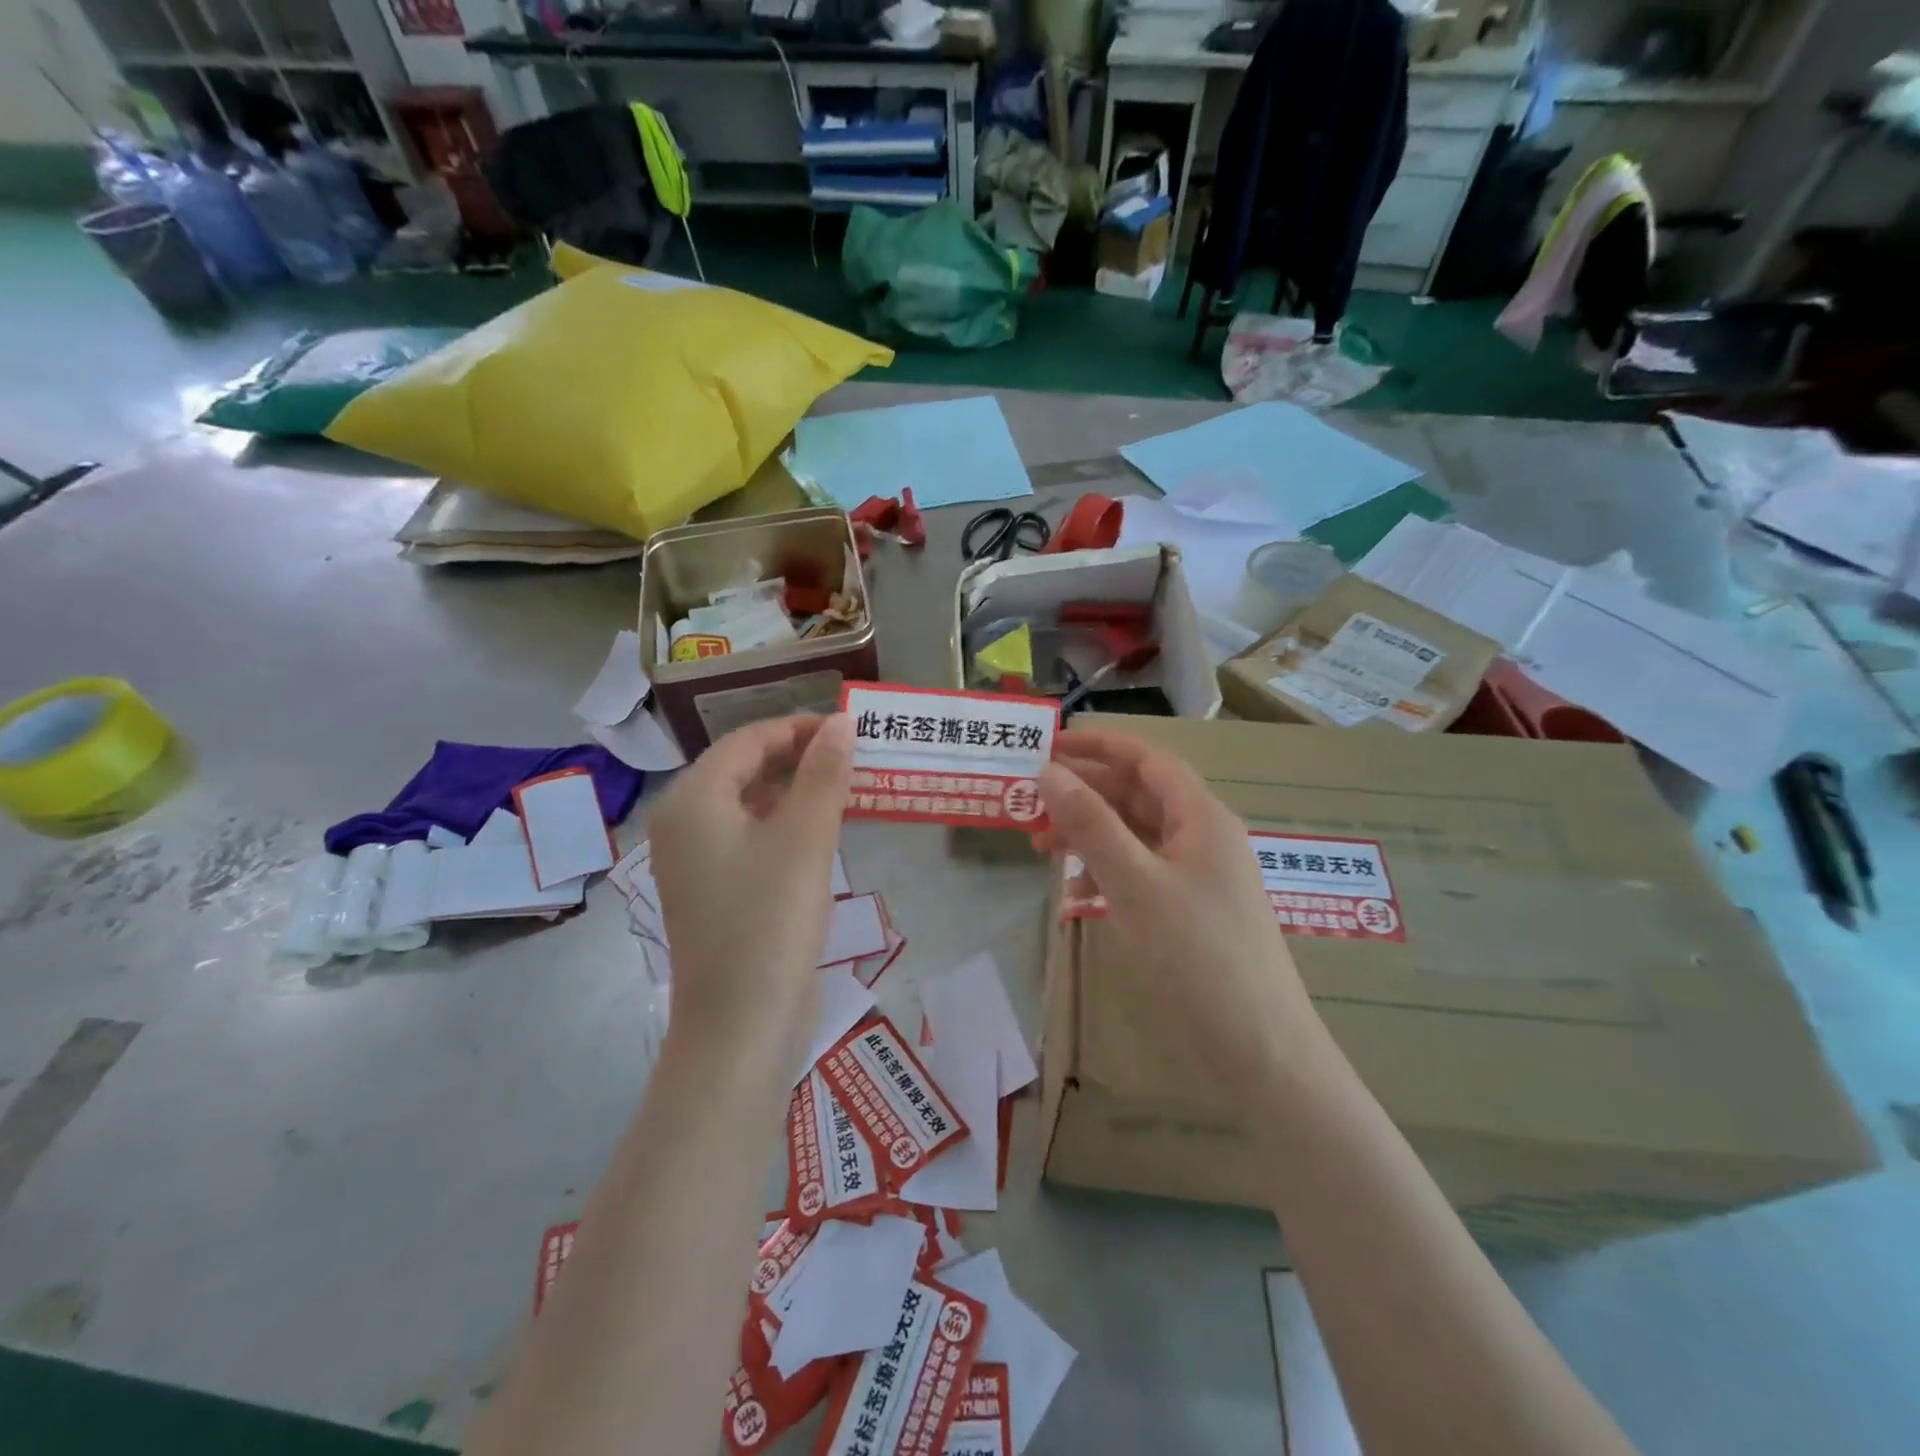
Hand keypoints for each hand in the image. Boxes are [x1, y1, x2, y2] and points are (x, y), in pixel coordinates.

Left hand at [648, 713, 853, 1056]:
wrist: (741, 1026)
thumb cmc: (771, 921)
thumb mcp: (806, 838)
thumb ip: (824, 773)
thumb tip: (840, 721)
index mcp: (691, 800)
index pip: (748, 740)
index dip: (800, 728)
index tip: (850, 730)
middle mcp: (682, 823)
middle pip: (743, 768)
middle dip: (798, 758)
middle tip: (853, 758)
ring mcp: (694, 861)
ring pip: (748, 804)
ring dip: (794, 790)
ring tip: (845, 788)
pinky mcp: (713, 891)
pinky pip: (749, 837)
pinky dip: (784, 824)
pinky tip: (821, 831)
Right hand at [1036, 726, 1324, 1096]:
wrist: (1259, 1052)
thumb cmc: (1198, 956)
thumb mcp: (1136, 883)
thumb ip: (1091, 824)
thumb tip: (1048, 771)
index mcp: (1202, 817)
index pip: (1147, 759)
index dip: (1099, 746)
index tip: (1048, 746)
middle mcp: (1203, 838)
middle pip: (1139, 796)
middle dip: (1085, 794)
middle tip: (1032, 802)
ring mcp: (1199, 878)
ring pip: (1136, 836)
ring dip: (1090, 835)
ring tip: (1042, 848)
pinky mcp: (1191, 913)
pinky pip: (1142, 874)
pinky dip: (1106, 873)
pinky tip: (1077, 894)